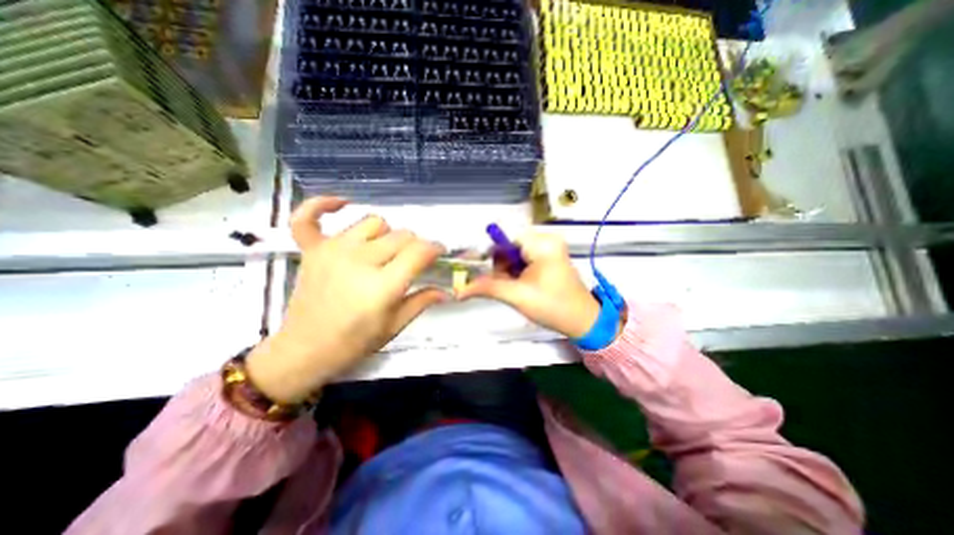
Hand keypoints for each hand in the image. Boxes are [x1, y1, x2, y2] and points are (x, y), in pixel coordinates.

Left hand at [244, 200, 446, 403]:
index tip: (439, 253)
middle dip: (415, 245)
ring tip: (384, 250)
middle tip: (412, 261)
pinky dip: (323, 205)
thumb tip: (447, 291)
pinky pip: (310, 216)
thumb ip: (422, 302)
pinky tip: (341, 204)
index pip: (419, 251)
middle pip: (401, 235)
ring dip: (386, 234)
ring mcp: (332, 251)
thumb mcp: (394, 326)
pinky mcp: (312, 249)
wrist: (304, 351)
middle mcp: (359, 261)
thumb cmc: (354, 343)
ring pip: (373, 222)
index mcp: (382, 286)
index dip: (435, 249)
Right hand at [455, 229, 602, 337]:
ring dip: (508, 271)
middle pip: (509, 246)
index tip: (479, 270)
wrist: (583, 321)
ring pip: (515, 254)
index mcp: (542, 243)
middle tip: (504, 286)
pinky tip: (522, 285)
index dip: (490, 254)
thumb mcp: (517, 296)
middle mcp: (547, 239)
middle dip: (501, 266)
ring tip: (515, 288)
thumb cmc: (554, 307)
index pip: (504, 239)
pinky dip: (517, 271)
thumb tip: (460, 290)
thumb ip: (487, 288)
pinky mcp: (550, 257)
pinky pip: (524, 258)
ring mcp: (550, 248)